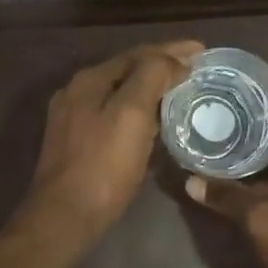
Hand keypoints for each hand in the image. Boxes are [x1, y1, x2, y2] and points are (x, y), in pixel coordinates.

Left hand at [15, 41, 202, 253]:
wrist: (64, 217)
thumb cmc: (103, 166)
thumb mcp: (131, 115)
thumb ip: (151, 77)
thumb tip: (172, 60)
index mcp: (90, 80)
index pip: (138, 53)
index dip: (172, 49)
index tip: (203, 51)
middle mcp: (77, 91)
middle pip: (128, 70)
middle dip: (162, 65)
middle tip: (195, 69)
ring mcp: (74, 118)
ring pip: (120, 92)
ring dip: (151, 88)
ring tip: (181, 91)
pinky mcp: (77, 143)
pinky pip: (114, 114)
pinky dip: (139, 110)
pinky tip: (154, 121)